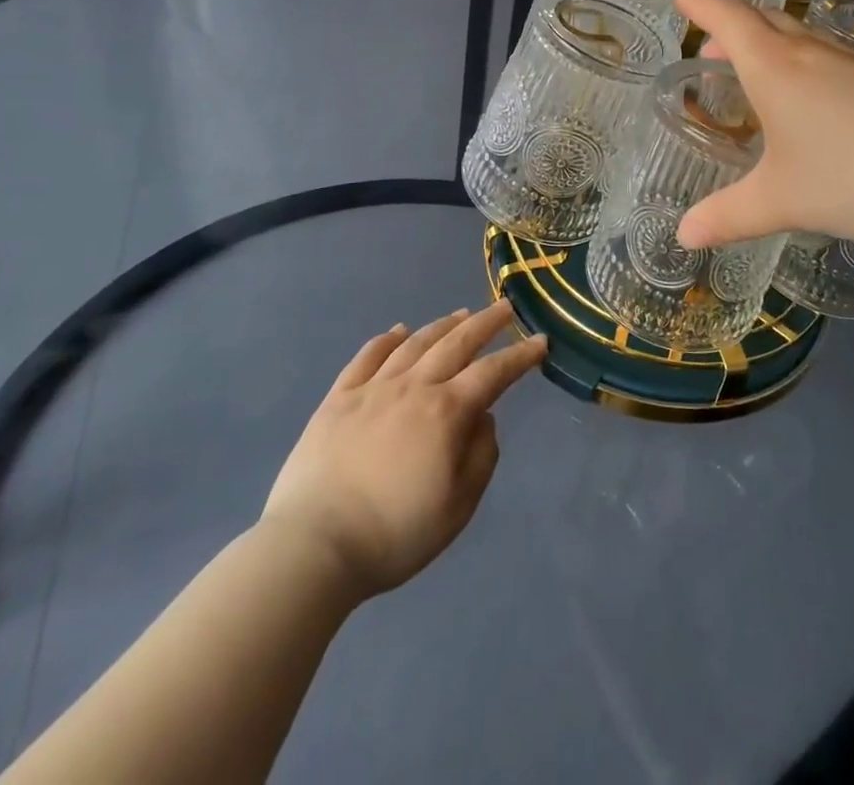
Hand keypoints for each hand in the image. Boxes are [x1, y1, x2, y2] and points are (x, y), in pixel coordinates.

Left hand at [260, 305, 547, 601]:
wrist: (314, 546)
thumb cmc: (395, 534)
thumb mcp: (458, 507)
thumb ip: (481, 456)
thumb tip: (483, 418)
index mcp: (446, 412)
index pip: (493, 373)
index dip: (519, 356)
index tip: (540, 341)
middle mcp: (413, 387)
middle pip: (456, 343)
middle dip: (485, 323)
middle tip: (505, 307)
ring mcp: (373, 388)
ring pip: (415, 343)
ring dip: (442, 325)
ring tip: (461, 314)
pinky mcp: (338, 398)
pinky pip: (368, 356)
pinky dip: (388, 339)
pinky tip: (399, 331)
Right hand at [674, 0, 853, 264]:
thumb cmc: (852, 177)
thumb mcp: (780, 202)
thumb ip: (727, 217)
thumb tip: (682, 237)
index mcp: (775, 67)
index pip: (728, 18)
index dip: (701, 4)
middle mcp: (811, 51)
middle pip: (763, 18)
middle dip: (732, 25)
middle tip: (712, 45)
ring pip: (801, 33)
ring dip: (770, 40)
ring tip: (758, 68)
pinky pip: (831, 52)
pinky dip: (805, 59)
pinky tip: (815, 96)